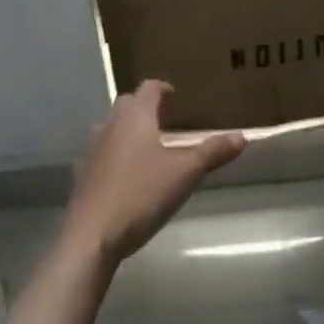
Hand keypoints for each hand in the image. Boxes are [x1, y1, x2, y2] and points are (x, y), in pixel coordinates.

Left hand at [63, 80, 246, 262]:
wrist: (91, 235)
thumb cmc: (141, 194)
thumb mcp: (185, 173)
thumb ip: (212, 152)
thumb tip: (241, 137)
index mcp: (135, 116)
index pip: (149, 88)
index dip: (163, 89)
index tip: (175, 97)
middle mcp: (110, 124)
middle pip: (128, 104)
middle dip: (145, 108)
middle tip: (165, 121)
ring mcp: (92, 149)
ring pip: (111, 127)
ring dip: (127, 130)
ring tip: (147, 148)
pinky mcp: (82, 175)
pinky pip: (100, 154)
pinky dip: (113, 155)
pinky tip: (125, 175)